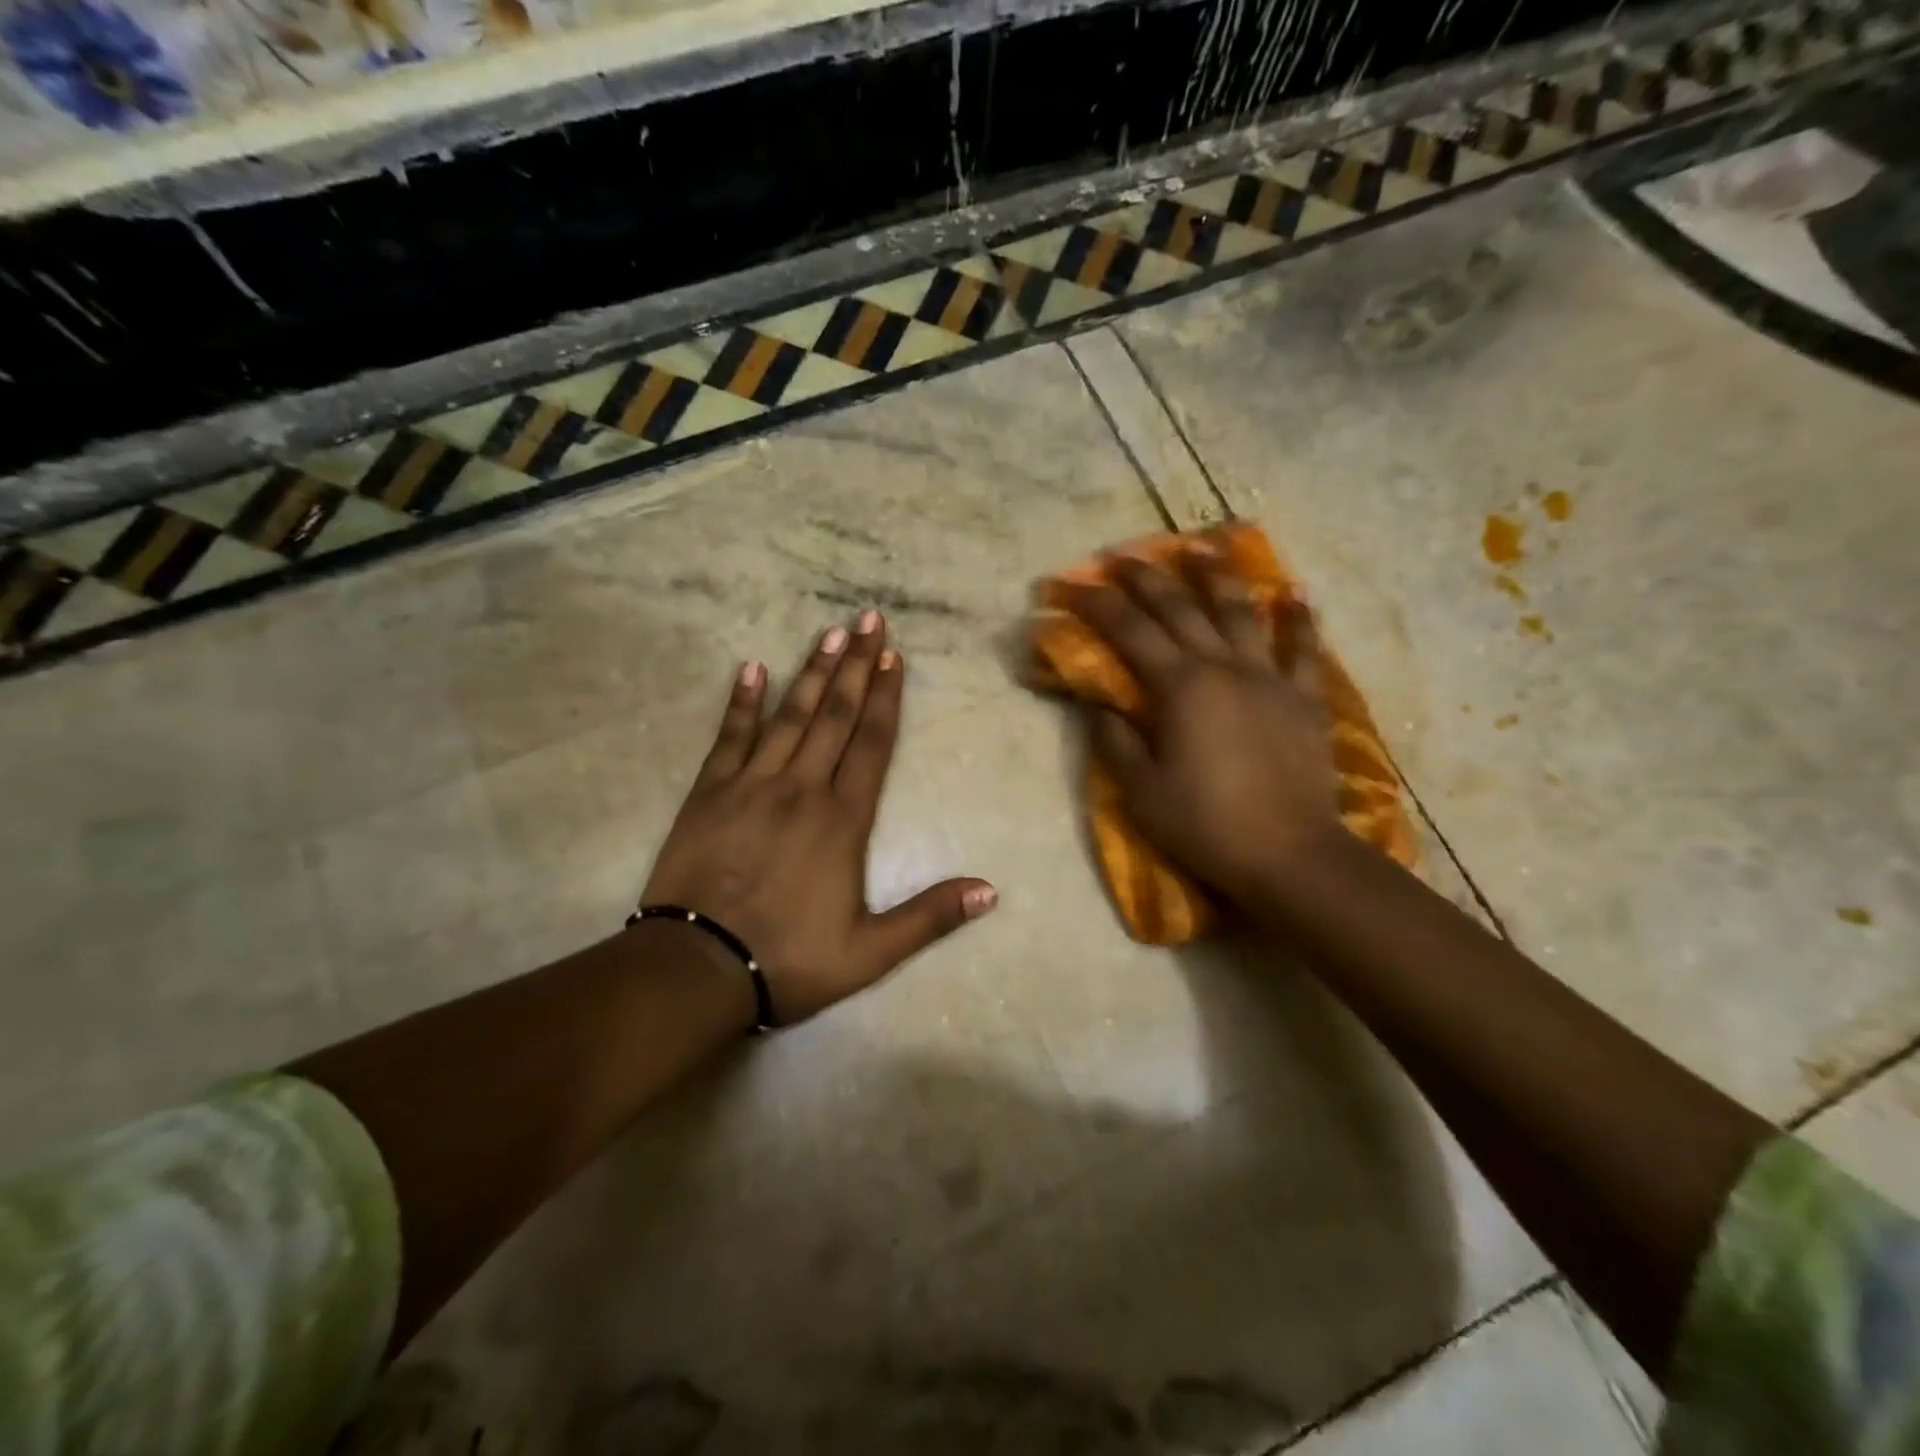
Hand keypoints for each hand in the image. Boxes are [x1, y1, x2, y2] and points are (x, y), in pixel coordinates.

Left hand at [642, 611, 996, 1022]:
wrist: (698, 968)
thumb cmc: (790, 959)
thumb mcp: (871, 952)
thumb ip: (930, 916)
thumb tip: (991, 891)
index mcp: (843, 820)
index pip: (873, 744)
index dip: (887, 698)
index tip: (895, 657)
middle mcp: (802, 789)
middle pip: (835, 715)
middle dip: (856, 666)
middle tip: (868, 619)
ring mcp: (752, 785)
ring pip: (790, 716)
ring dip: (813, 672)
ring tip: (830, 634)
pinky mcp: (710, 793)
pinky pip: (730, 737)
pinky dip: (742, 702)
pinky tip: (752, 668)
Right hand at [1065, 554, 1342, 907]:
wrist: (1289, 855)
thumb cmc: (1205, 824)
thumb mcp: (1141, 791)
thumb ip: (1116, 740)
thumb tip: (1099, 703)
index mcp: (1180, 687)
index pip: (1129, 631)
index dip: (1097, 604)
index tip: (1072, 584)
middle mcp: (1224, 668)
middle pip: (1181, 608)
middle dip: (1148, 577)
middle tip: (1124, 555)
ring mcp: (1270, 679)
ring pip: (1242, 613)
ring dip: (1219, 577)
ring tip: (1205, 546)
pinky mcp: (1304, 700)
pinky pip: (1304, 651)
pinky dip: (1300, 622)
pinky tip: (1295, 597)